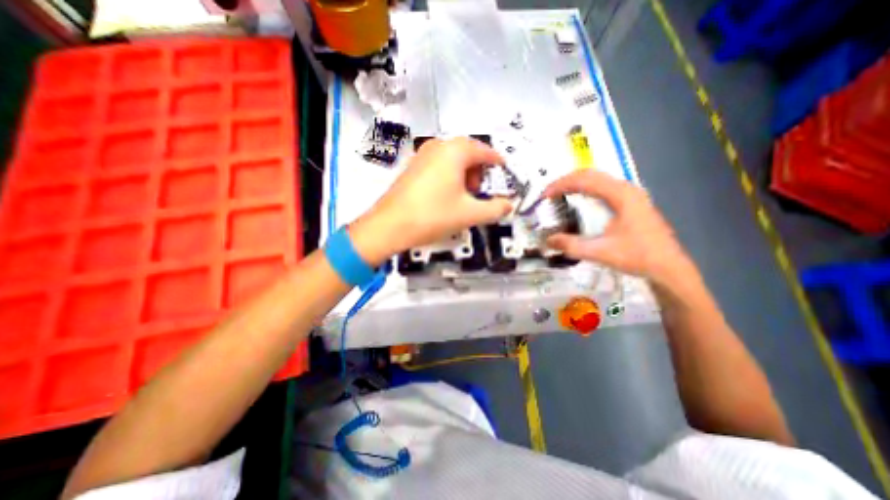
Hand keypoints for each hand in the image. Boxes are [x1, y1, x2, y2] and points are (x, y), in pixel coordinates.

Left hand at [348, 136, 510, 265]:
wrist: (389, 226)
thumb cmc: (433, 216)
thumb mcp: (470, 214)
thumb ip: (495, 209)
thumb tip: (509, 205)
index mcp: (455, 151)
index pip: (484, 151)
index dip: (496, 161)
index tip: (503, 169)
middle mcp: (438, 146)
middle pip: (467, 152)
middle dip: (478, 170)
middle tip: (478, 191)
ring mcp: (421, 155)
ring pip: (451, 158)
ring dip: (463, 173)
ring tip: (462, 196)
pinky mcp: (411, 167)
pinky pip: (437, 164)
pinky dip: (448, 175)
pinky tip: (444, 195)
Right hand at [542, 168, 693, 284]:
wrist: (668, 267)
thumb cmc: (638, 256)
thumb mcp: (601, 252)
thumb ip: (572, 245)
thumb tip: (548, 241)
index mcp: (620, 195)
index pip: (584, 180)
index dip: (560, 185)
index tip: (544, 196)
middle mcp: (625, 189)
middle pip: (590, 174)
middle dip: (565, 181)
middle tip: (548, 194)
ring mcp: (630, 194)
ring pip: (597, 179)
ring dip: (575, 183)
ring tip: (558, 194)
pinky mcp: (630, 201)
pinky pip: (602, 187)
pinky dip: (585, 189)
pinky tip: (578, 199)